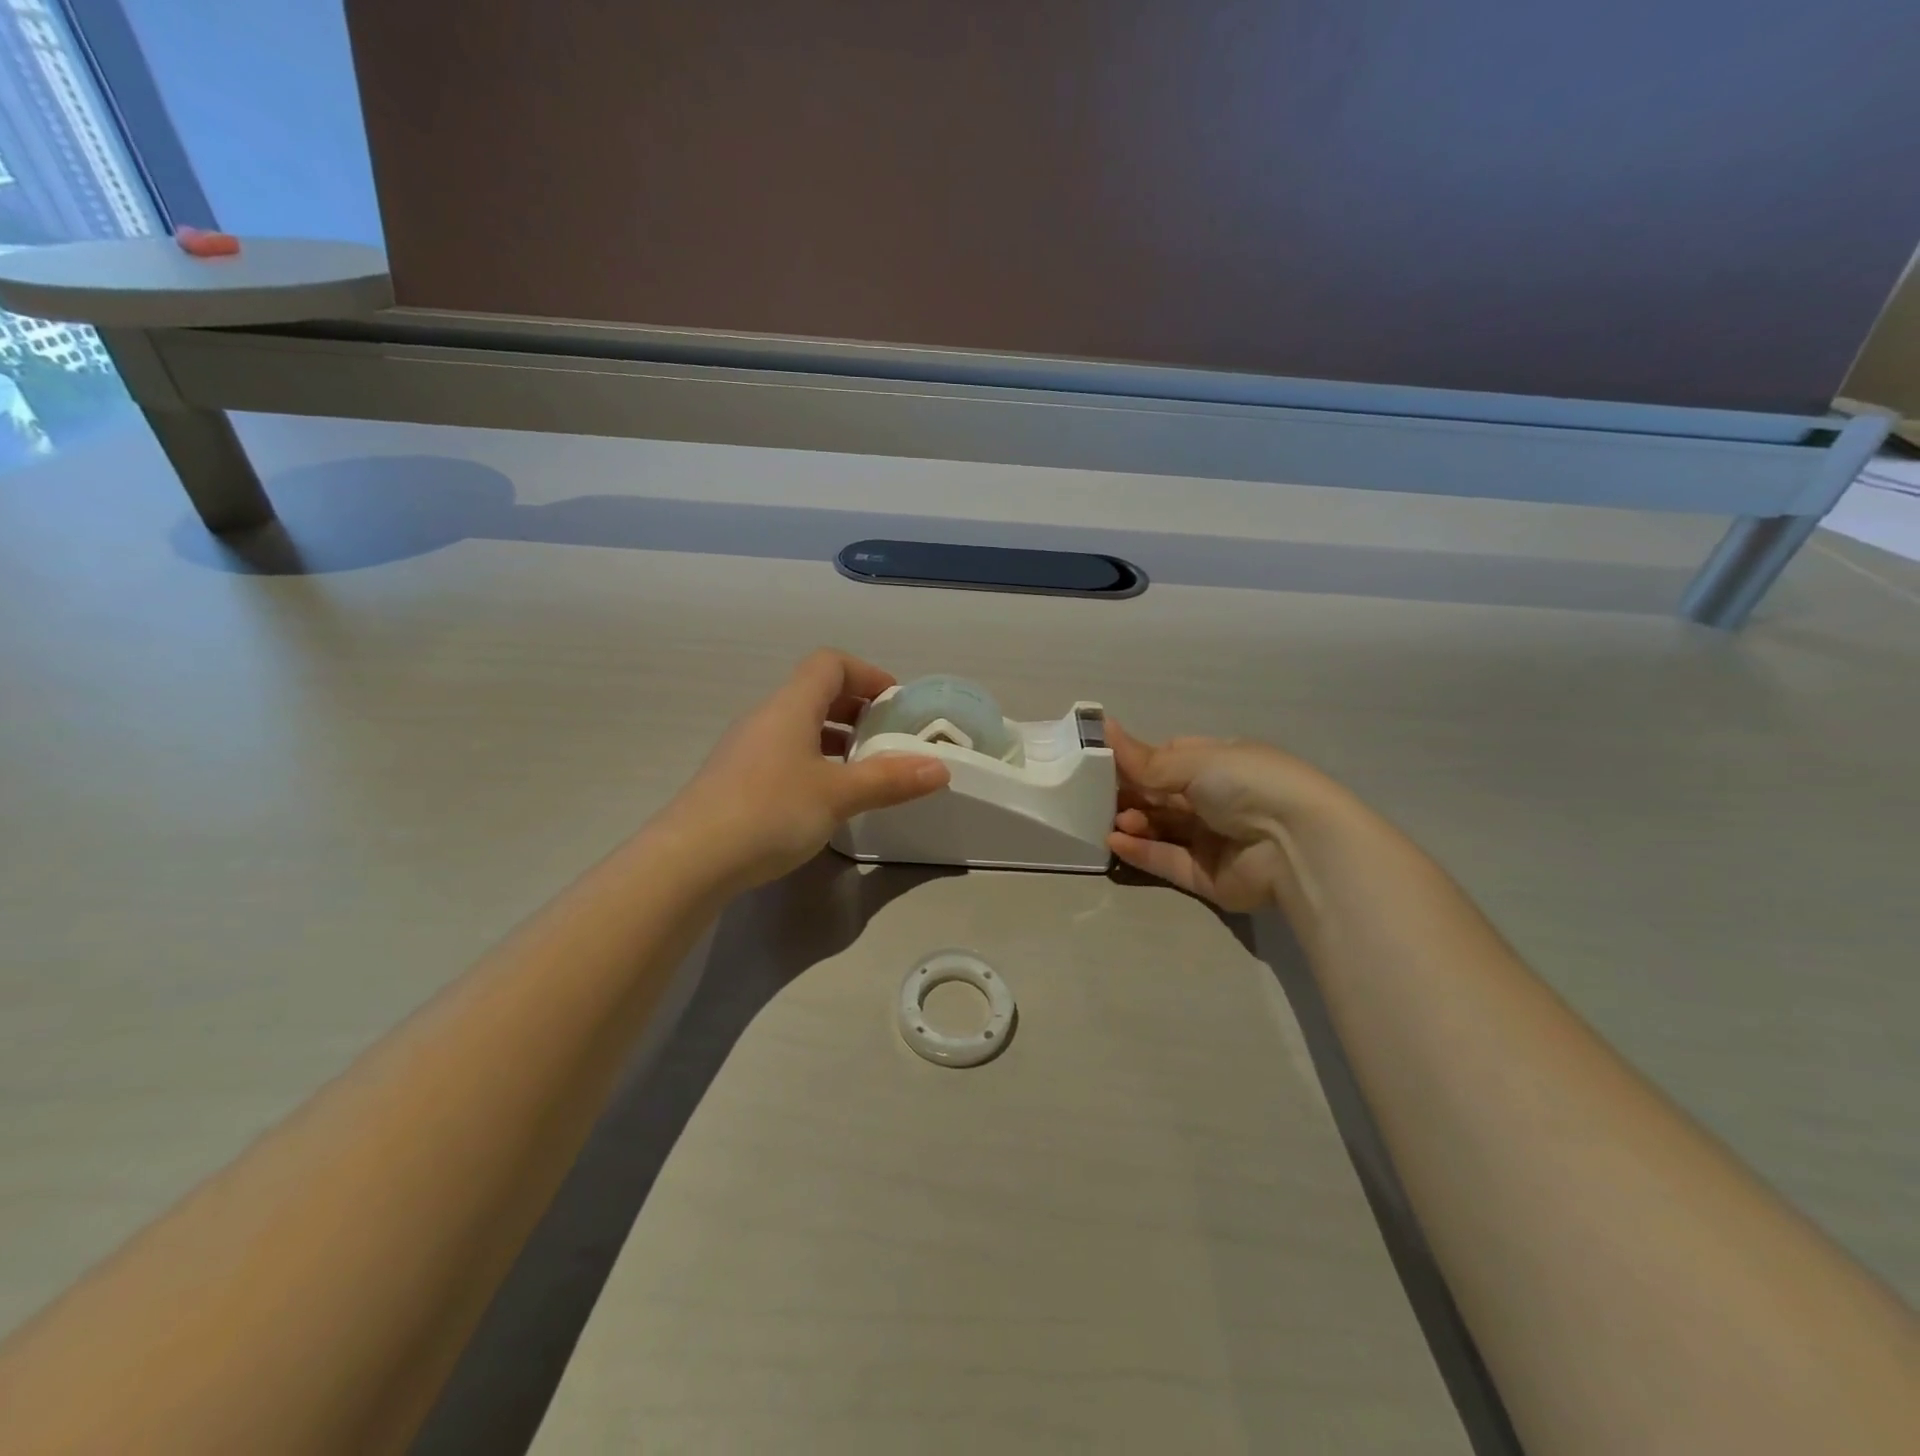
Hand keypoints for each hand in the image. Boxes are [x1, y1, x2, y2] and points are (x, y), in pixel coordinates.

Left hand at [667, 650, 949, 890]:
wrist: (690, 860)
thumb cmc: (770, 812)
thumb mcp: (838, 795)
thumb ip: (890, 780)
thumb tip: (940, 768)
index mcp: (790, 707)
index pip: (829, 664)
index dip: (866, 673)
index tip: (895, 701)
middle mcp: (765, 718)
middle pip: (814, 693)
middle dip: (856, 708)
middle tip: (887, 736)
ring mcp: (745, 750)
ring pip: (798, 727)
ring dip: (835, 738)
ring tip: (863, 769)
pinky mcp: (734, 780)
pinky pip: (783, 754)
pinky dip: (813, 762)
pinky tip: (825, 797)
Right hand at [1107, 723, 1335, 911]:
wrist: (1295, 843)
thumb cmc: (1246, 784)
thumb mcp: (1193, 761)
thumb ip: (1144, 759)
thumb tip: (1104, 726)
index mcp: (1219, 764)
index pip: (1168, 760)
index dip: (1136, 762)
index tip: (1102, 763)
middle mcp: (1215, 800)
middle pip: (1160, 797)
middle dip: (1130, 795)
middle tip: (1101, 797)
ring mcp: (1210, 839)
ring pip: (1160, 829)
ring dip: (1134, 823)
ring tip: (1117, 822)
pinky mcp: (1206, 876)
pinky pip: (1166, 861)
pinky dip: (1140, 852)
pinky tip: (1116, 842)